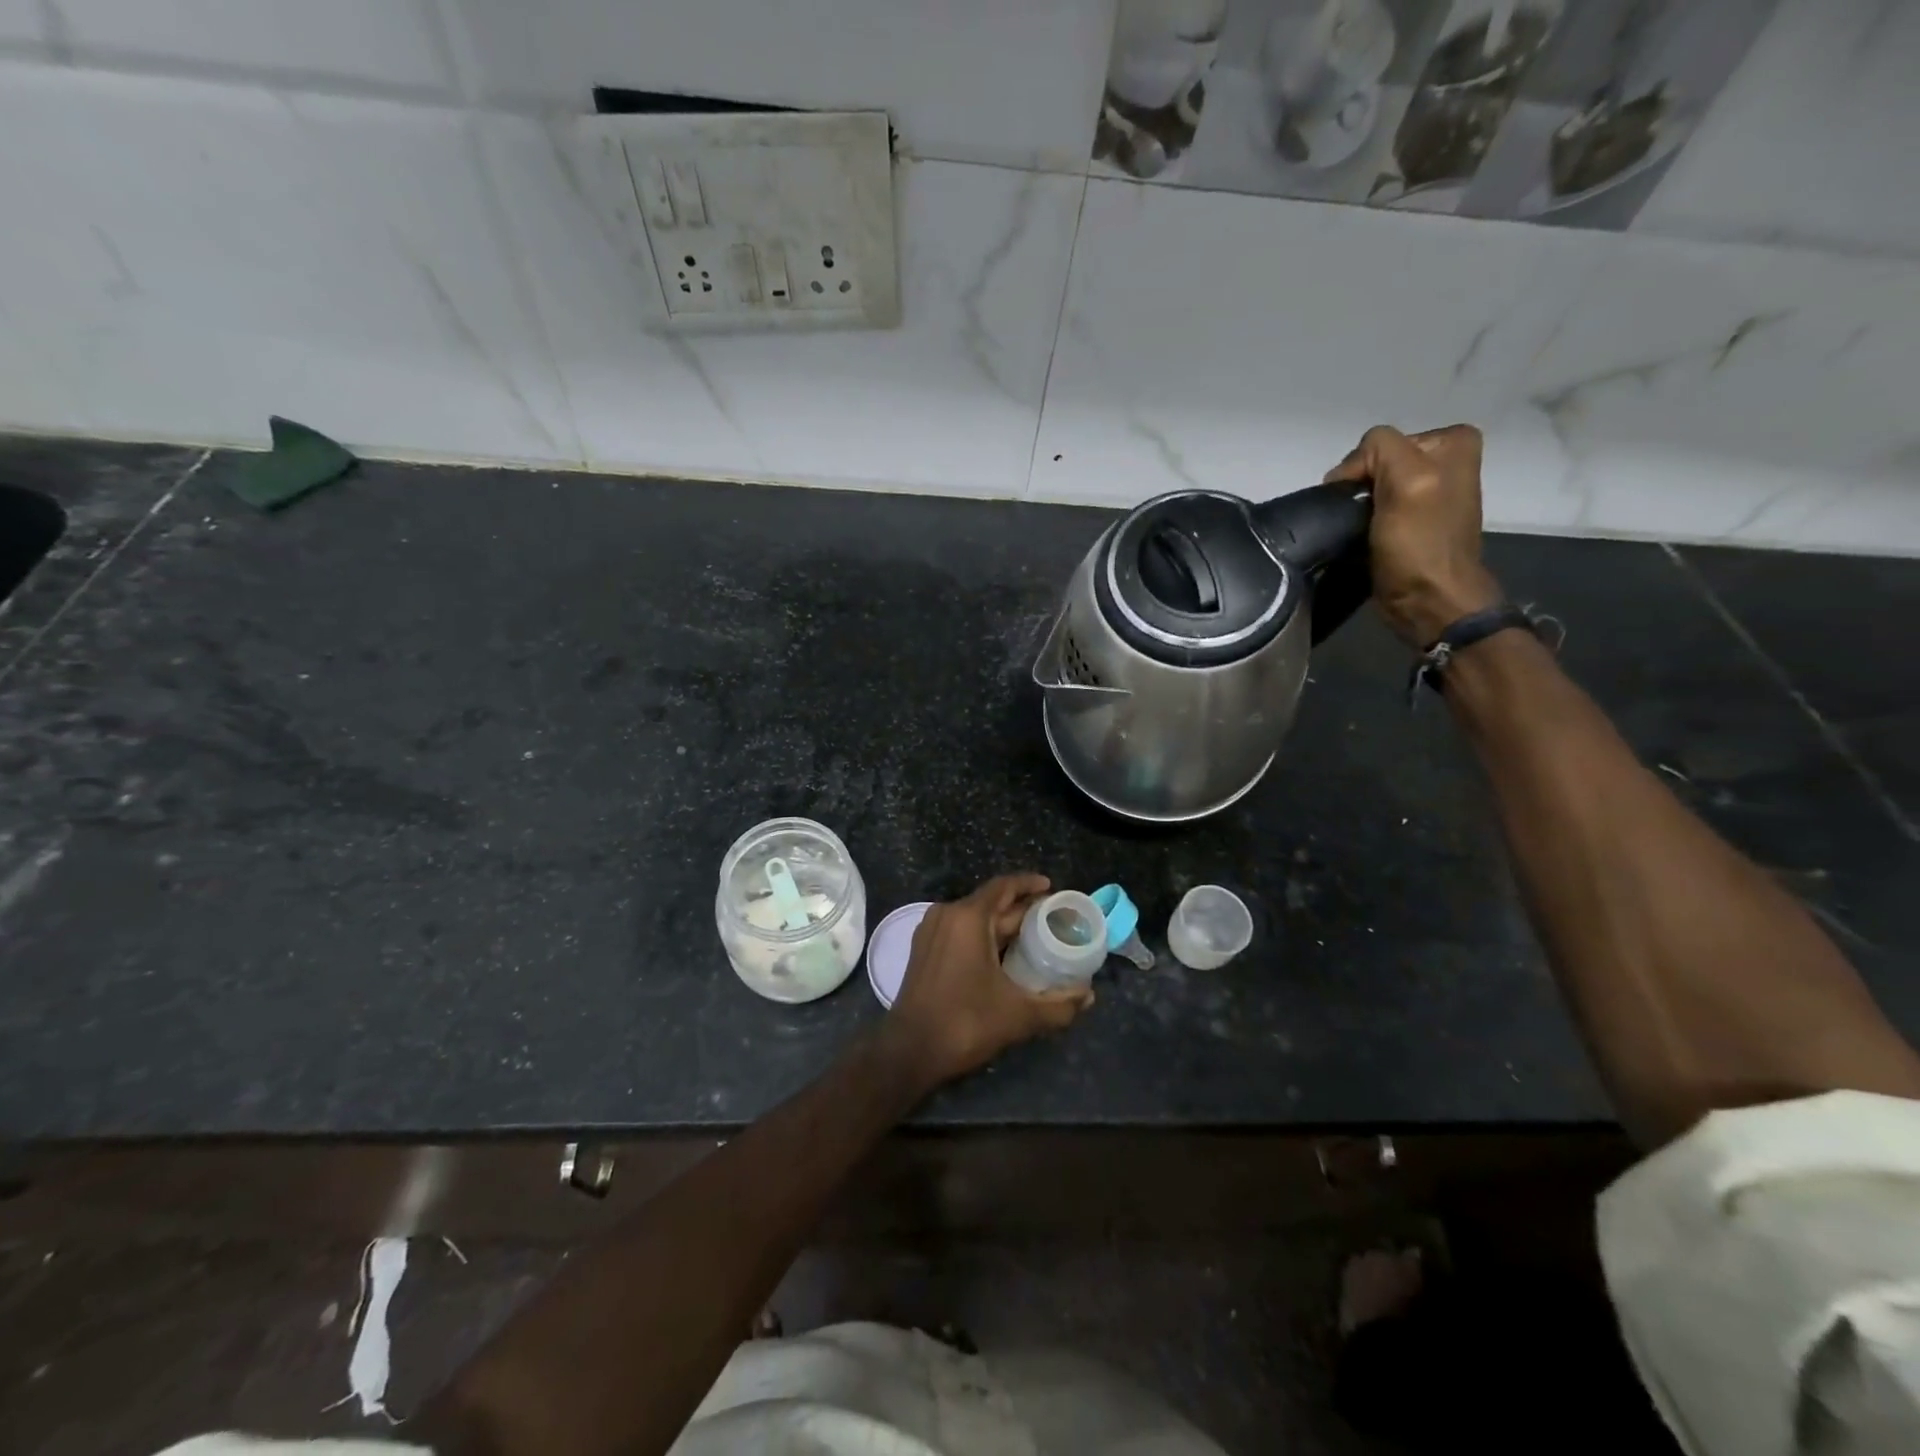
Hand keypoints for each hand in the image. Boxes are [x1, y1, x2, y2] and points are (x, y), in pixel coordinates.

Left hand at [882, 874, 1093, 1087]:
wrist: (909, 1050)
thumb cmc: (964, 1022)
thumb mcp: (1018, 1015)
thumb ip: (1058, 1005)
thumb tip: (1089, 996)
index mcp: (968, 917)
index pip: (1003, 887)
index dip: (1029, 884)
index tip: (1052, 889)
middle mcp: (947, 915)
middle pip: (990, 902)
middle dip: (1021, 909)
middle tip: (1052, 918)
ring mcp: (931, 932)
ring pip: (974, 918)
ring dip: (1002, 923)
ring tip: (1033, 936)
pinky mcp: (923, 950)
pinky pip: (959, 931)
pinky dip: (982, 935)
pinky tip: (1002, 954)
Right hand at [1325, 424, 1501, 647]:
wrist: (1428, 600)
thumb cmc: (1420, 543)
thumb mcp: (1408, 480)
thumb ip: (1381, 449)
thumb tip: (1346, 472)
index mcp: (1452, 443)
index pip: (1380, 442)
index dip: (1362, 468)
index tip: (1362, 500)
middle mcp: (1443, 462)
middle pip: (1374, 463)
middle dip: (1360, 488)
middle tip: (1361, 517)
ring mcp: (1426, 493)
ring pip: (1369, 487)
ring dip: (1356, 507)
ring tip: (1360, 531)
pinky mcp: (1409, 522)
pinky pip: (1372, 509)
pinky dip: (1360, 522)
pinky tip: (1362, 538)